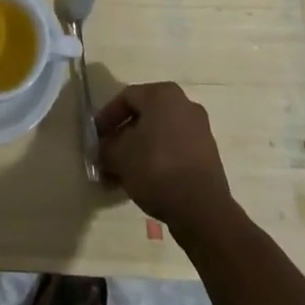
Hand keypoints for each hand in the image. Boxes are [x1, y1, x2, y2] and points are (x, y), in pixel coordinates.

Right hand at [95, 82, 236, 232]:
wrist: (202, 209)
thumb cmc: (156, 168)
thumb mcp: (119, 156)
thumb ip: (105, 148)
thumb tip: (102, 150)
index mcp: (163, 94)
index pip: (126, 98)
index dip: (107, 117)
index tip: (96, 137)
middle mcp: (184, 104)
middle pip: (144, 116)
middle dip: (123, 136)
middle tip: (108, 155)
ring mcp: (199, 129)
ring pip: (159, 135)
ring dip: (139, 151)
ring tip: (123, 174)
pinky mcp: (208, 154)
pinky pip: (174, 150)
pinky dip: (158, 160)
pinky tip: (144, 181)